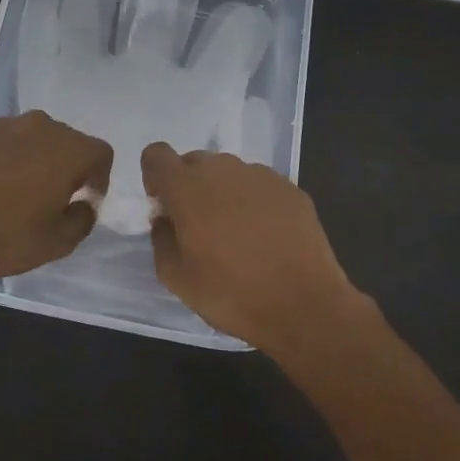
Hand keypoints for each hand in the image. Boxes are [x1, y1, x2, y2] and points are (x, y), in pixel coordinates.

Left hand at [0, 112, 112, 287]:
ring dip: (35, 159)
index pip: (101, 153)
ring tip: (18, 191)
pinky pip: (3, 140)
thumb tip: (83, 205)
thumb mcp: (56, 243)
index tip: (84, 201)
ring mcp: (4, 124)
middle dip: (68, 166)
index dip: (99, 178)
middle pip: (68, 141)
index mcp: (68, 149)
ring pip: (33, 138)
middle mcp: (40, 126)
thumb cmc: (3, 236)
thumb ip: (82, 220)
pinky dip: (5, 157)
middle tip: (53, 198)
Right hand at [142, 145, 360, 352]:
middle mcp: (222, 169)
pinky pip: (259, 186)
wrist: (304, 305)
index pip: (157, 154)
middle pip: (194, 162)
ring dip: (223, 193)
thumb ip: (161, 239)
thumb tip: (166, 220)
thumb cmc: (231, 293)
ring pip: (229, 173)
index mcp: (187, 186)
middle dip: (189, 186)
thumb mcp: (176, 278)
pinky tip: (266, 237)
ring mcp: (260, 175)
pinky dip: (254, 202)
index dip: (154, 176)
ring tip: (237, 235)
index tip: (165, 207)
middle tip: (198, 227)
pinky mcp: (290, 188)